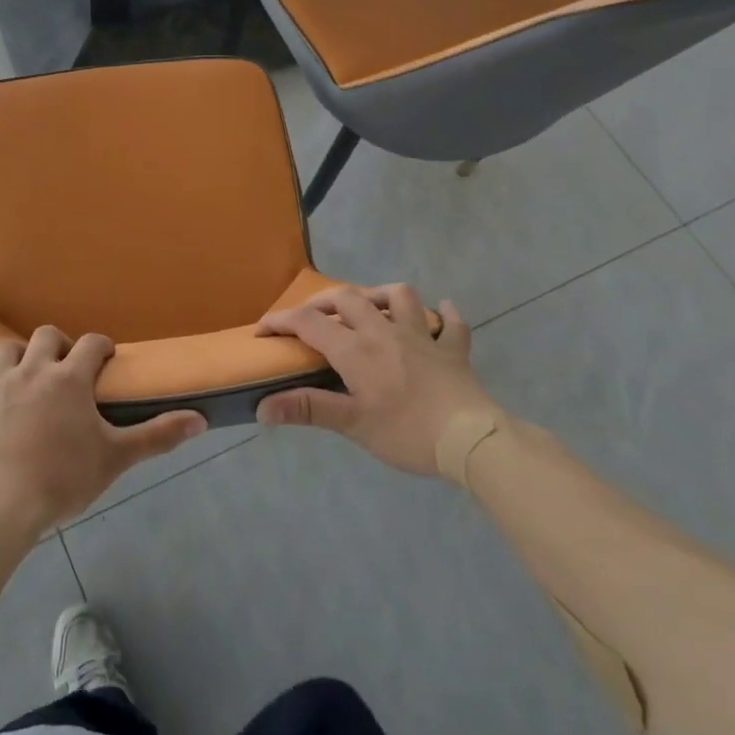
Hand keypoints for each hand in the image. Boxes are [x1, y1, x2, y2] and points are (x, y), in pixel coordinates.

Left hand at [0, 326, 207, 543]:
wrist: (1, 505)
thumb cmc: (63, 480)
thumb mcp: (116, 458)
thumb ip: (158, 435)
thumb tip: (201, 419)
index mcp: (69, 379)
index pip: (91, 344)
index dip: (100, 346)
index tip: (105, 358)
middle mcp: (32, 370)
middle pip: (46, 337)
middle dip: (59, 345)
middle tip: (65, 368)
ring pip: (6, 351)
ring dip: (17, 357)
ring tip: (25, 374)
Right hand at [254, 285, 500, 475]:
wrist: (472, 440)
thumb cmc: (407, 432)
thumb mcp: (352, 424)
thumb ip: (307, 409)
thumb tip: (262, 408)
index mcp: (356, 349)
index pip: (308, 322)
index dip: (280, 321)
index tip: (263, 331)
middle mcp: (384, 332)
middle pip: (348, 298)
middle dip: (322, 303)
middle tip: (311, 319)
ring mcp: (423, 337)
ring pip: (399, 296)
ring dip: (379, 295)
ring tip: (369, 308)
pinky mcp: (453, 350)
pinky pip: (451, 324)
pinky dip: (444, 316)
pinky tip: (440, 314)